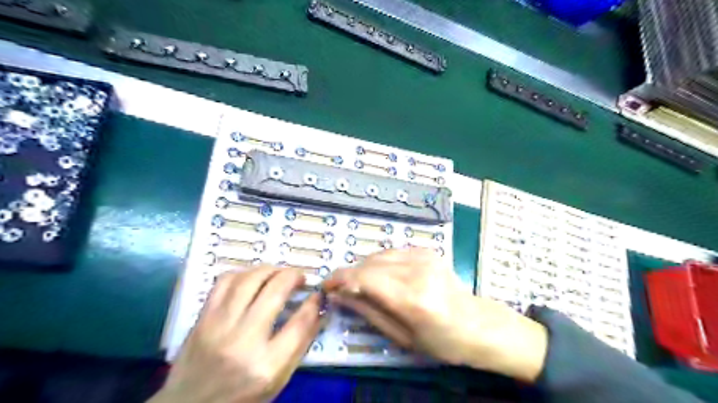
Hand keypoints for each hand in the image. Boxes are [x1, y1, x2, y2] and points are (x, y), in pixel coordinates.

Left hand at [152, 267, 325, 402]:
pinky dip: (244, 273)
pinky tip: (253, 278)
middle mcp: (243, 341)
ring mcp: (218, 326)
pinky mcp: (202, 318)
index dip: (314, 303)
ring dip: (270, 269)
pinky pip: (225, 281)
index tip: (318, 293)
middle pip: (275, 291)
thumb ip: (300, 344)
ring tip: (279, 274)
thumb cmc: (241, 396)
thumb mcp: (278, 380)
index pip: (299, 323)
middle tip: (300, 277)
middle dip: (293, 276)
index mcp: (266, 365)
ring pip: (249, 279)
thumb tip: (318, 310)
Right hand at [322, 249, 548, 383]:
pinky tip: (382, 276)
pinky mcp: (426, 250)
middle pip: (369, 264)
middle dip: (349, 274)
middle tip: (341, 290)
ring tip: (362, 285)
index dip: (340, 278)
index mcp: (412, 298)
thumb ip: (367, 311)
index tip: (326, 286)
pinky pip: (392, 252)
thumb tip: (338, 295)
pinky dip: (380, 262)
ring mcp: (424, 256)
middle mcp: (417, 270)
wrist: (477, 324)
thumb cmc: (441, 341)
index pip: (364, 278)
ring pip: (378, 255)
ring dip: (364, 268)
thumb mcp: (401, 337)